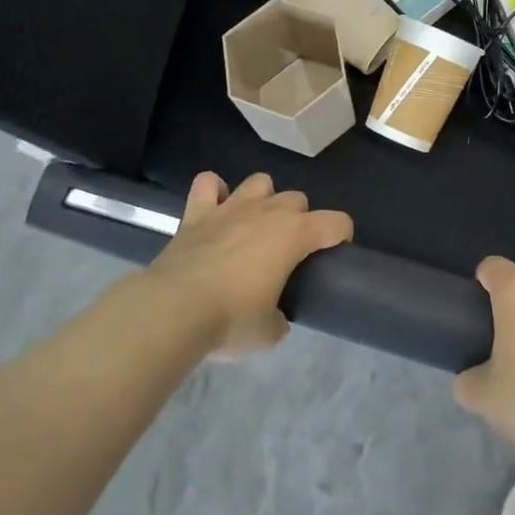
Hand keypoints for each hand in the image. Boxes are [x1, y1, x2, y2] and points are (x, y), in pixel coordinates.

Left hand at [145, 172, 352, 357]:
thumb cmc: (230, 320)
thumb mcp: (268, 333)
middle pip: (297, 198)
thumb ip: (279, 319)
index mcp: (294, 235)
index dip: (342, 235)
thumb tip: (275, 318)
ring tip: (255, 224)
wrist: (173, 311)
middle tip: (289, 251)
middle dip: (299, 219)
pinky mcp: (196, 213)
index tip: (335, 253)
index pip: (336, 222)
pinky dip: (214, 191)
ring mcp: (230, 208)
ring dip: (263, 199)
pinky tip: (215, 209)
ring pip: (259, 182)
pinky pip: (207, 184)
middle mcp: (267, 212)